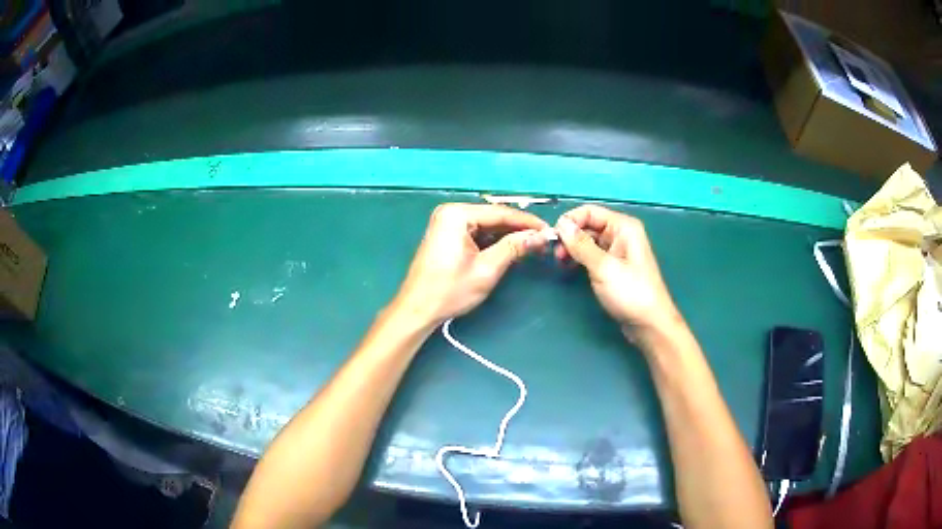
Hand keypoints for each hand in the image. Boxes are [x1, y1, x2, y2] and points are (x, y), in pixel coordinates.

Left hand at [394, 203, 549, 325]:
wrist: (417, 309)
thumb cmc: (450, 290)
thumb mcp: (487, 269)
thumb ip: (514, 248)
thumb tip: (540, 235)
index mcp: (457, 214)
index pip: (500, 213)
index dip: (527, 222)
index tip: (549, 230)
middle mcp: (451, 212)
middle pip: (493, 217)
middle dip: (518, 229)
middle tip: (543, 240)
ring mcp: (447, 223)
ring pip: (486, 226)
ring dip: (507, 236)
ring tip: (532, 246)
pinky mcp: (447, 235)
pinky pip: (476, 233)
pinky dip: (493, 242)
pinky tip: (511, 249)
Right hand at [554, 205, 680, 335]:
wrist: (649, 324)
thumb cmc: (630, 293)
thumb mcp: (603, 267)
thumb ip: (581, 245)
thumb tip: (561, 224)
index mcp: (623, 227)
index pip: (589, 212)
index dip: (570, 221)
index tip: (553, 238)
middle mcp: (621, 234)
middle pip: (588, 225)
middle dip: (570, 236)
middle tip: (555, 255)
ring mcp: (617, 250)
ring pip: (588, 240)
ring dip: (572, 248)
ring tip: (560, 263)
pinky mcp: (613, 266)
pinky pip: (592, 254)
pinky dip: (579, 258)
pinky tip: (570, 267)